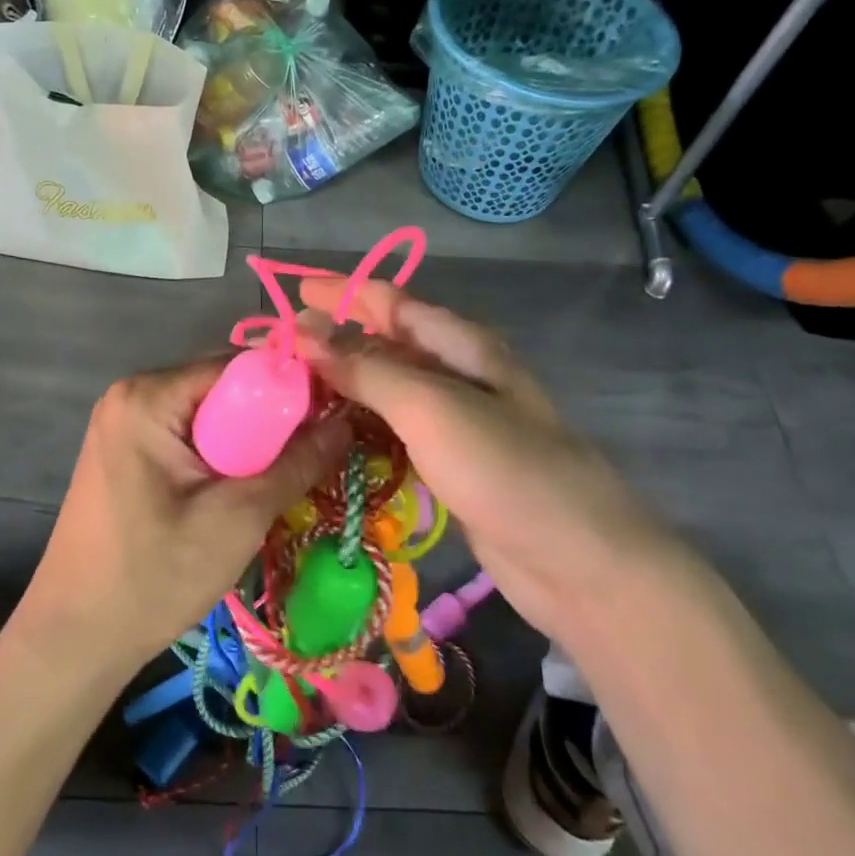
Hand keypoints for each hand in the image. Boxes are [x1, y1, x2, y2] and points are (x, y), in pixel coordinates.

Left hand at [22, 359, 350, 672]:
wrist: (74, 639)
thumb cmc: (153, 576)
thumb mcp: (237, 517)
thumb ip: (296, 463)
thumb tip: (345, 422)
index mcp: (148, 395)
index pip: (238, 366)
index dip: (289, 388)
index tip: (333, 418)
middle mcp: (132, 394)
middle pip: (223, 388)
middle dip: (269, 420)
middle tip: (312, 456)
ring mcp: (123, 423)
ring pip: (209, 415)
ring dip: (247, 444)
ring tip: (283, 478)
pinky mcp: (125, 453)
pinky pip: (188, 436)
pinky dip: (219, 457)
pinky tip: (239, 491)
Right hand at [297, 276, 676, 641]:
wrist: (578, 563)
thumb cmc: (506, 469)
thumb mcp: (430, 407)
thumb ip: (365, 368)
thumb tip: (302, 332)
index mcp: (459, 344)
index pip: (389, 300)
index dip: (340, 292)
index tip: (289, 293)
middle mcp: (456, 373)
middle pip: (383, 342)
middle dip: (332, 340)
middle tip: (276, 351)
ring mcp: (454, 421)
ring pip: (384, 389)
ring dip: (341, 385)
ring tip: (289, 392)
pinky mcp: (448, 464)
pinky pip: (392, 431)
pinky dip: (358, 427)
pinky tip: (327, 436)